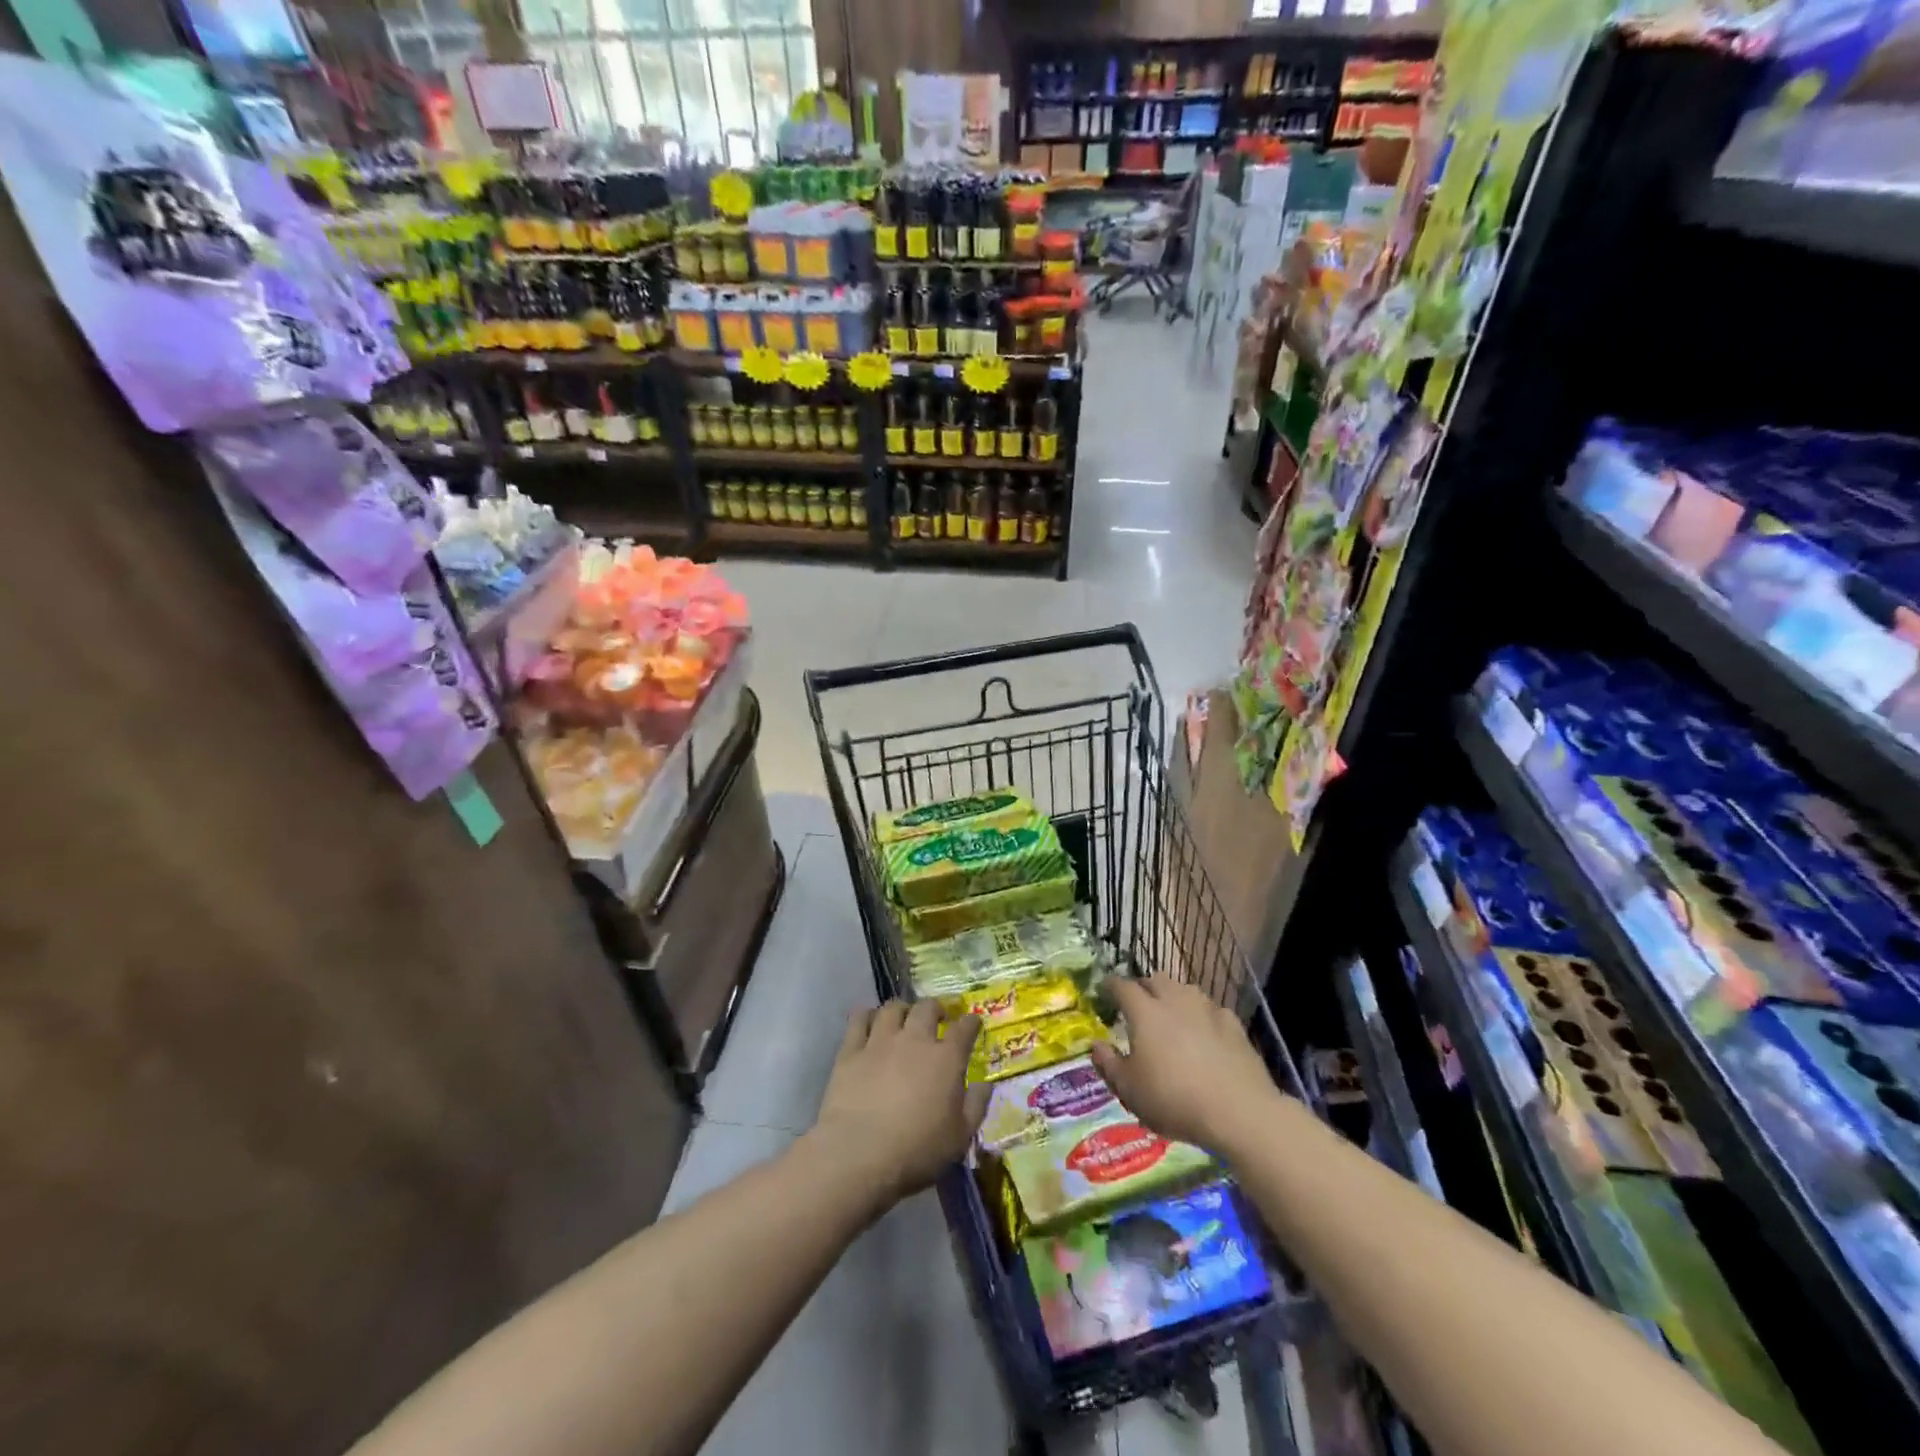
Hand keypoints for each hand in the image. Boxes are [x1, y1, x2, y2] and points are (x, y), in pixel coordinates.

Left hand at [807, 1001, 988, 1211]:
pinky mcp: (851, 1050)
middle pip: (927, 1008)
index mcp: (946, 1059)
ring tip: (903, 1018)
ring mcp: (880, 1041)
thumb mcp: (959, 1137)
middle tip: (937, 1017)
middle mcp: (914, 1039)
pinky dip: (867, 1016)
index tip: (973, 1023)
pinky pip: (859, 1019)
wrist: (859, 1154)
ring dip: (902, 1009)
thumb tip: (985, 1084)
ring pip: (893, 1008)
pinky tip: (870, 1022)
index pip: (964, 1028)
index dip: (971, 1022)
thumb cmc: (916, 1151)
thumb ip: (976, 1106)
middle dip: (936, 1008)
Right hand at [1090, 976, 1283, 1154]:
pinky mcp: (1233, 1023)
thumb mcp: (1130, 1091)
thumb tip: (1096, 1045)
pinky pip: (1210, 1009)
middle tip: (1137, 1004)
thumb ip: (1108, 1064)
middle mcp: (1175, 1000)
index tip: (1104, 990)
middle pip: (1155, 979)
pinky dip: (1201, 1015)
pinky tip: (1204, 1032)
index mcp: (1145, 1012)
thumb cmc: (1174, 1100)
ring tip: (1170, 1015)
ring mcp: (1207, 1009)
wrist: (1240, 1112)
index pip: (1122, 986)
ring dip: (1172, 996)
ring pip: (1184, 989)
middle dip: (1143, 987)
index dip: (1110, 986)